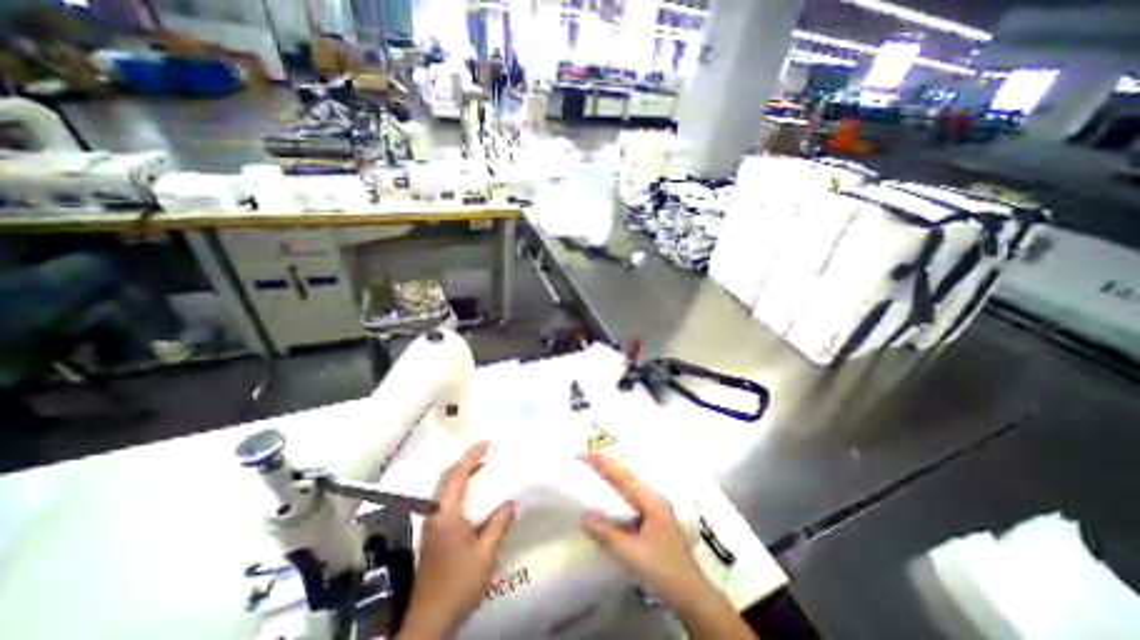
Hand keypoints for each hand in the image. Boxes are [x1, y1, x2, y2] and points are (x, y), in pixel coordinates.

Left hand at [396, 442, 513, 638]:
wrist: (430, 621)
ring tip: (482, 471)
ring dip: (462, 475)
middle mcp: (435, 514)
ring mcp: (431, 525)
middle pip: (446, 478)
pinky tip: (474, 498)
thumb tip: (510, 502)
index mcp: (445, 514)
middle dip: (465, 463)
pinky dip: (460, 490)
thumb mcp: (485, 553)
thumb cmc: (458, 583)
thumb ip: (498, 524)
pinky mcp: (433, 535)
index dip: (471, 456)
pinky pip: (446, 501)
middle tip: (485, 455)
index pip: (457, 475)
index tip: (486, 444)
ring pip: (444, 489)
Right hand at [574, 450, 708, 608]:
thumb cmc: (663, 571)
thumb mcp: (632, 555)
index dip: (602, 464)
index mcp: (651, 501)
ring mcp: (655, 507)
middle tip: (586, 457)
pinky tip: (610, 494)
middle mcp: (654, 498)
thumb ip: (606, 535)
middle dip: (606, 464)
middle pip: (626, 475)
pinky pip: (631, 495)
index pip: (622, 476)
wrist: (692, 594)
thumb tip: (581, 516)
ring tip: (594, 468)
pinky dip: (618, 489)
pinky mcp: (654, 517)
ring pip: (630, 484)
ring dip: (612, 474)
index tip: (584, 454)